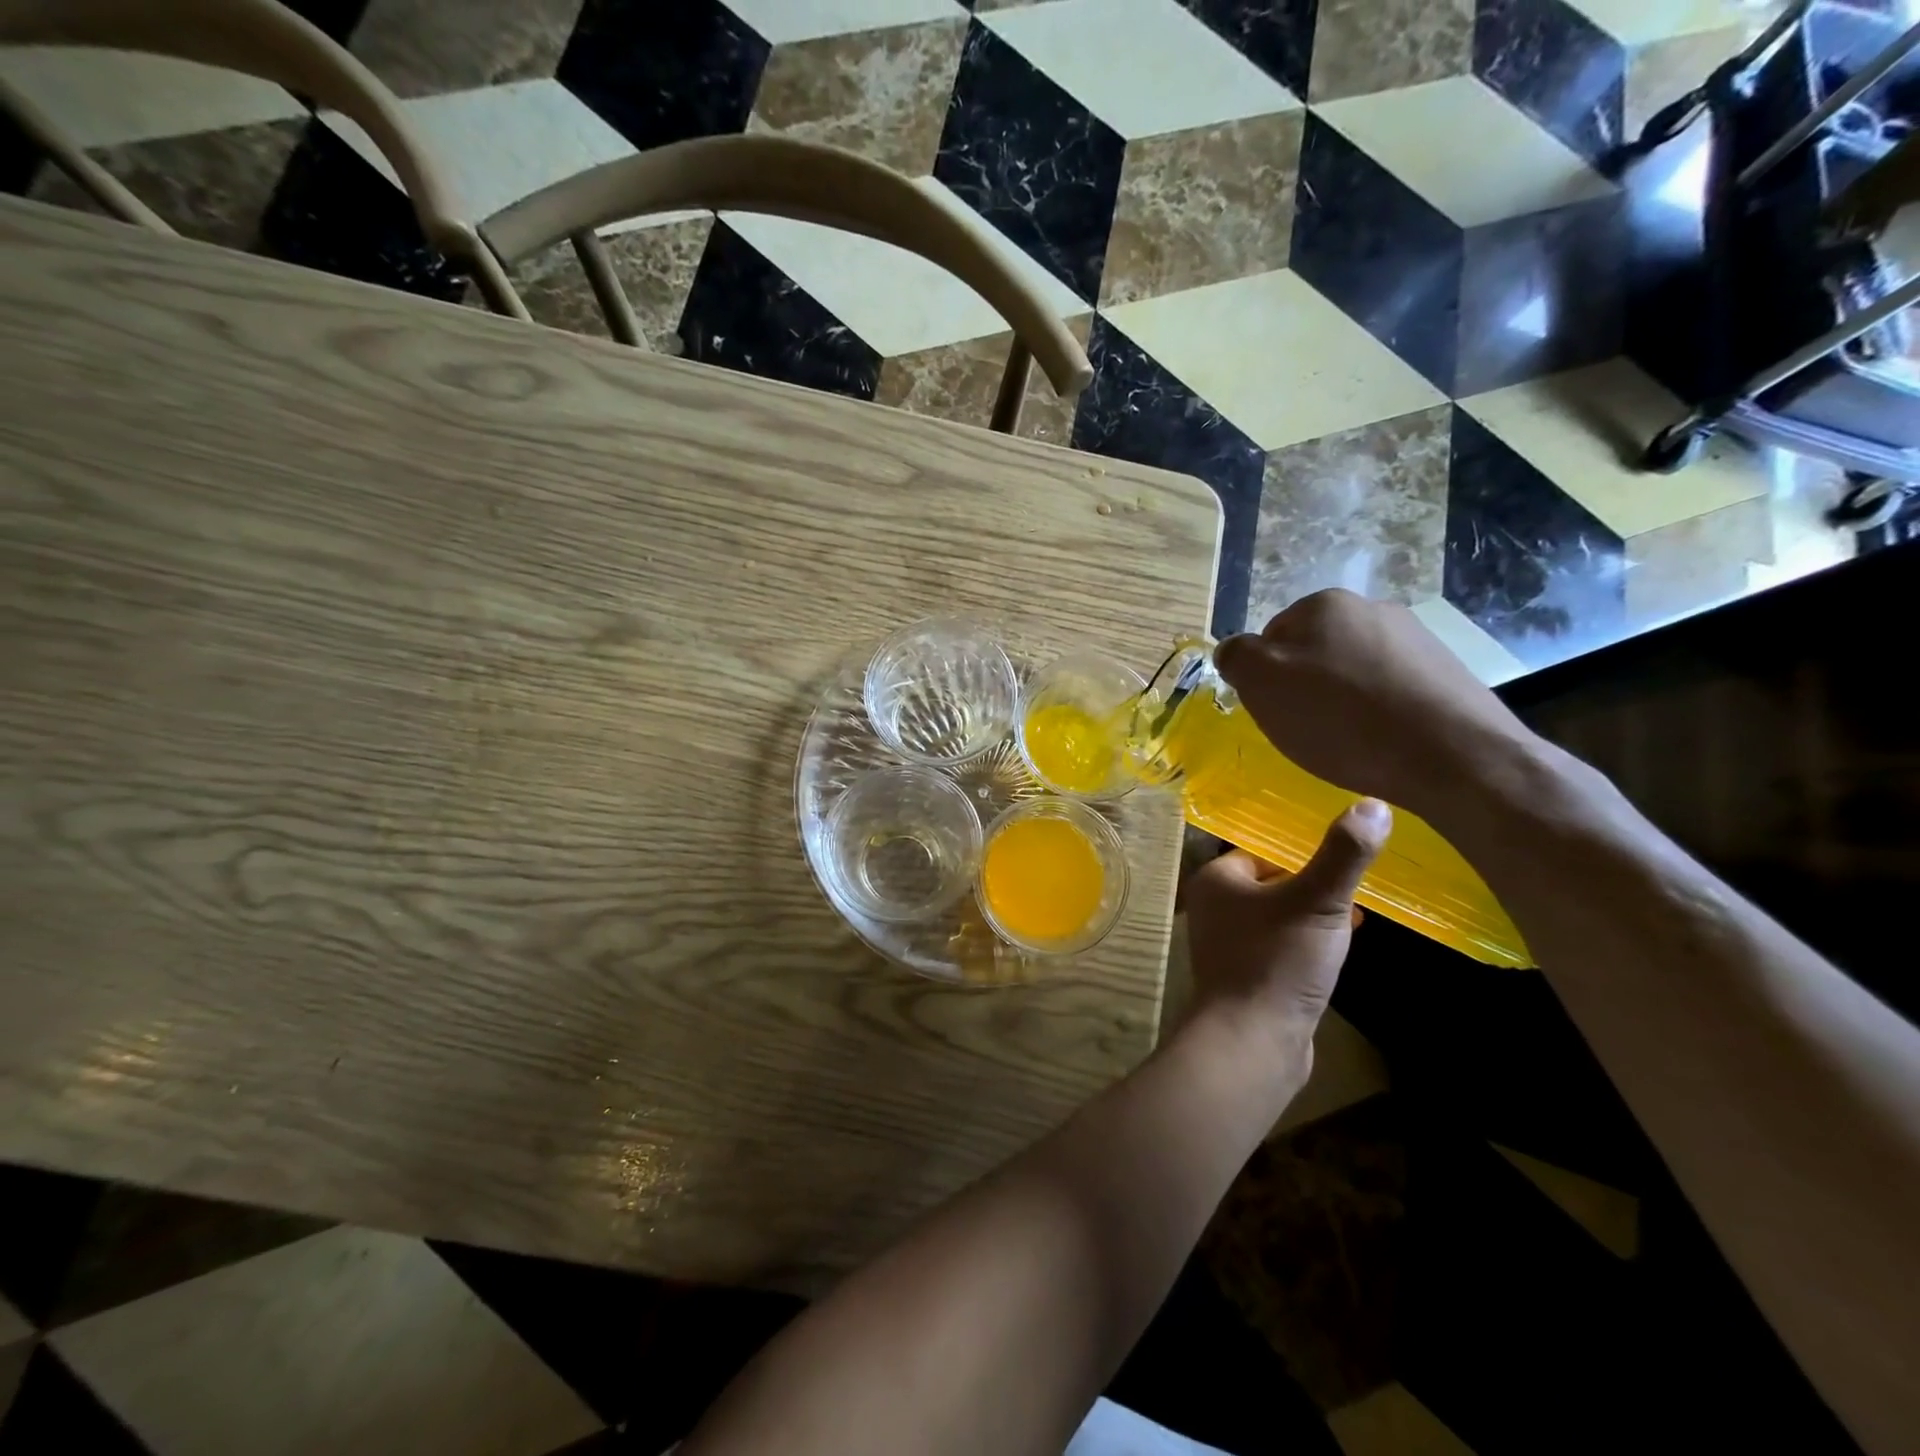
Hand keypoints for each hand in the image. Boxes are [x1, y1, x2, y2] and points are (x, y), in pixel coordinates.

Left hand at [1182, 801, 1390, 1075]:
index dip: (1304, 852)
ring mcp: (1229, 944)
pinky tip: (1340, 950)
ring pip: (1280, 915)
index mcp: (1218, 879)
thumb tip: (1374, 804)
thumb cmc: (1278, 960)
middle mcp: (1215, 907)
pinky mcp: (1247, 975)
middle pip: (1274, 882)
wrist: (1253, 1040)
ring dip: (1315, 915)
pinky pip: (1282, 946)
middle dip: (1315, 885)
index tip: (1344, 856)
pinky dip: (1308, 943)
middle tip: (1357, 886)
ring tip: (1356, 916)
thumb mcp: (1318, 900)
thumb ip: (1344, 854)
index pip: (1264, 850)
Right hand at [1213, 589, 1538, 823]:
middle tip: (1308, 728)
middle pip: (1313, 651)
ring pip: (1352, 670)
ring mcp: (1414, 638)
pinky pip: (1390, 689)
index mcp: (1323, 604)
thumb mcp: (1262, 685)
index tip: (1277, 711)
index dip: (1266, 678)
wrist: (1453, 756)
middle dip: (1305, 686)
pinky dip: (1378, 711)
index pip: (1270, 637)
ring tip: (1349, 740)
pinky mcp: (1445, 671)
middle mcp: (1371, 608)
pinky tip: (1383, 740)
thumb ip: (1237, 657)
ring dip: (1342, 699)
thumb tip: (1234, 650)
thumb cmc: (1342, 718)